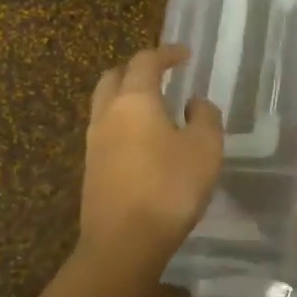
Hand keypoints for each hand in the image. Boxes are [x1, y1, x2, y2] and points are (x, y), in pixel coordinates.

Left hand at [78, 45, 223, 283]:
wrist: (123, 243)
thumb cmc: (169, 187)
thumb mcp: (205, 148)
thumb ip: (204, 117)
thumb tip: (193, 102)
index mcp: (134, 100)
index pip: (145, 62)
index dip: (166, 53)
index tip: (185, 55)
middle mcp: (107, 114)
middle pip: (114, 77)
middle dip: (137, 70)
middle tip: (162, 75)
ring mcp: (94, 143)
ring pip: (105, 104)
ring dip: (127, 97)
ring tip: (155, 107)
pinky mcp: (92, 169)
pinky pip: (106, 131)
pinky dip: (124, 122)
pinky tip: (145, 141)